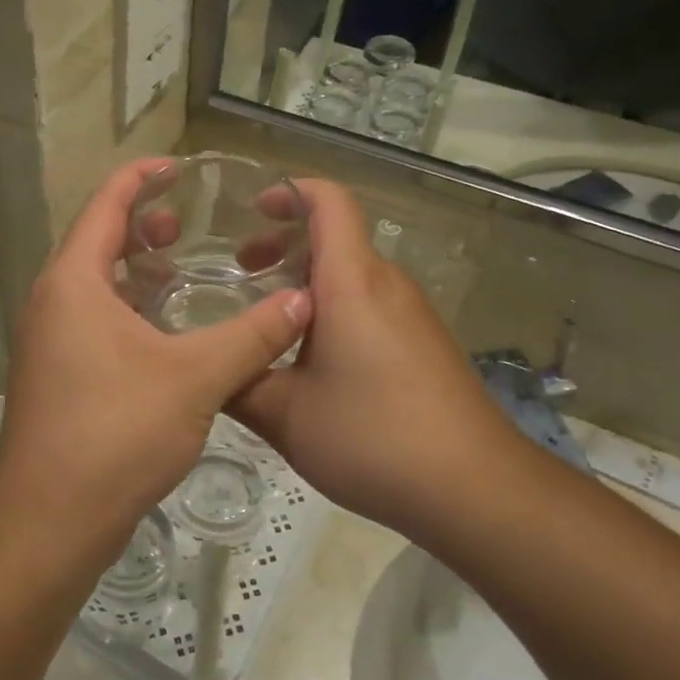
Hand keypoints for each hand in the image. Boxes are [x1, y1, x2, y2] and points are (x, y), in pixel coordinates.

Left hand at [0, 158, 310, 556]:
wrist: (49, 521)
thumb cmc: (115, 432)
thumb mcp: (196, 378)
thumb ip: (252, 336)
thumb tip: (303, 302)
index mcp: (74, 282)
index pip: (105, 205)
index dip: (140, 178)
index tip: (178, 166)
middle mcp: (54, 302)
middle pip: (97, 241)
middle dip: (141, 224)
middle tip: (188, 222)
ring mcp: (53, 342)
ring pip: (96, 286)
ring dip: (136, 271)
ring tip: (183, 268)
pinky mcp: (61, 376)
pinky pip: (97, 321)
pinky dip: (131, 309)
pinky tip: (170, 331)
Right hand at [228, 181, 523, 540]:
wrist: (473, 487)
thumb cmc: (372, 435)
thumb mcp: (285, 414)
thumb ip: (237, 383)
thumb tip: (206, 369)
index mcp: (352, 281)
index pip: (330, 202)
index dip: (292, 191)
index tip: (253, 209)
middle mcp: (386, 285)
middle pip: (337, 238)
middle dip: (285, 244)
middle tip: (243, 273)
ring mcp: (411, 315)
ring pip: (353, 275)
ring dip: (307, 282)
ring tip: (269, 322)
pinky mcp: (424, 345)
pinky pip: (371, 306)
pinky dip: (334, 309)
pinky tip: (312, 360)